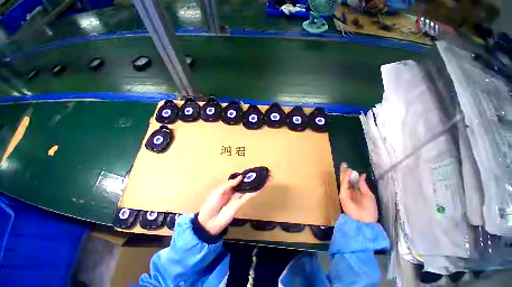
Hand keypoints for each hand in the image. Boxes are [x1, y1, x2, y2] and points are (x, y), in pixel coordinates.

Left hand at [198, 176, 261, 234]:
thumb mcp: (218, 191)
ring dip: (259, 184)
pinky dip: (256, 192)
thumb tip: (241, 177)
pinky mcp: (240, 204)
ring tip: (268, 179)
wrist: (208, 222)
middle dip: (256, 178)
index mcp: (229, 186)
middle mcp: (235, 191)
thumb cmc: (211, 204)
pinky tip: (262, 187)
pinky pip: (249, 196)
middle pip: (248, 183)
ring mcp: (238, 197)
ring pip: (251, 189)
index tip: (256, 170)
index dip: (248, 174)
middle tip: (267, 174)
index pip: (241, 179)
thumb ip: (230, 184)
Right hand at [339, 162, 377, 222]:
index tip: (350, 167)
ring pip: (343, 181)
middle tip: (344, 164)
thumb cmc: (369, 209)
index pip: (352, 180)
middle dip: (345, 172)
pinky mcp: (343, 195)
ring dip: (344, 174)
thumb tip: (362, 175)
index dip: (351, 173)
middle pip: (346, 179)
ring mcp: (345, 193)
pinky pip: (343, 186)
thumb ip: (363, 185)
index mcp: (356, 191)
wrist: (365, 221)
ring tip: (346, 167)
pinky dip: (345, 179)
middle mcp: (350, 191)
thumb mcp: (368, 195)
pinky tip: (347, 174)